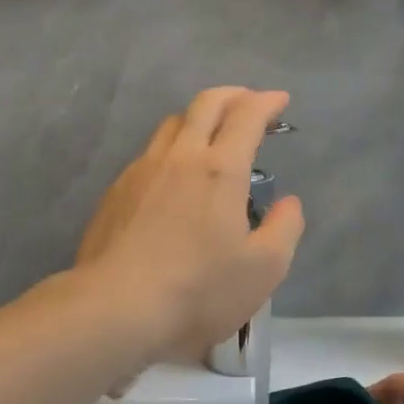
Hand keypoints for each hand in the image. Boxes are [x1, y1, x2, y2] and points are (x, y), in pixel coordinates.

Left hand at [75, 87, 305, 371]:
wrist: (115, 308)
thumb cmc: (198, 290)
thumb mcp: (264, 269)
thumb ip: (285, 228)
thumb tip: (288, 202)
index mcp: (220, 169)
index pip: (246, 116)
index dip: (266, 102)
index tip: (280, 101)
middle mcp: (179, 157)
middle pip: (205, 104)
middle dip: (233, 95)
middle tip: (249, 103)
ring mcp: (141, 170)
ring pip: (172, 124)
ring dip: (199, 118)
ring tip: (211, 136)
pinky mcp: (116, 192)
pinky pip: (149, 154)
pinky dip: (172, 150)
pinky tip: (174, 178)